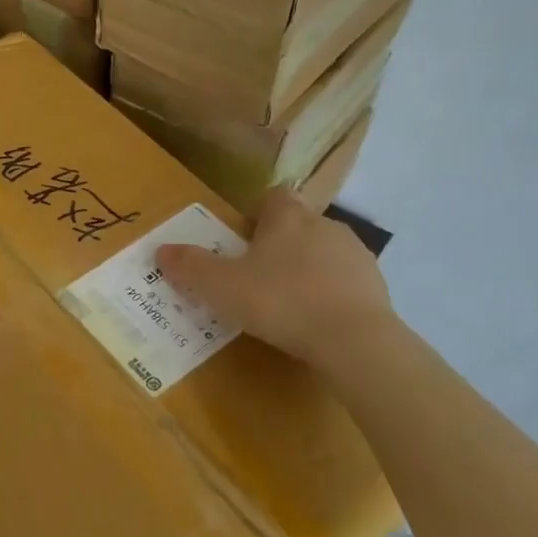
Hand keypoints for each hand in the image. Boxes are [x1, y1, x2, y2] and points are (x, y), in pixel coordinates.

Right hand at [155, 188, 395, 367]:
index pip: (273, 196)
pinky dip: (330, 294)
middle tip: (255, 277)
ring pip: (323, 252)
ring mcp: (355, 254)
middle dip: (279, 244)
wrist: (353, 339)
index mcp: (287, 217)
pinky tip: (316, 321)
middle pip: (298, 224)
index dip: (257, 213)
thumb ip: (191, 267)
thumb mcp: (221, 287)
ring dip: (306, 269)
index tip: (243, 238)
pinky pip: (345, 282)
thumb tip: (161, 250)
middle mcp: (324, 225)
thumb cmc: (280, 301)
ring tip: (287, 303)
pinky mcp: (376, 285)